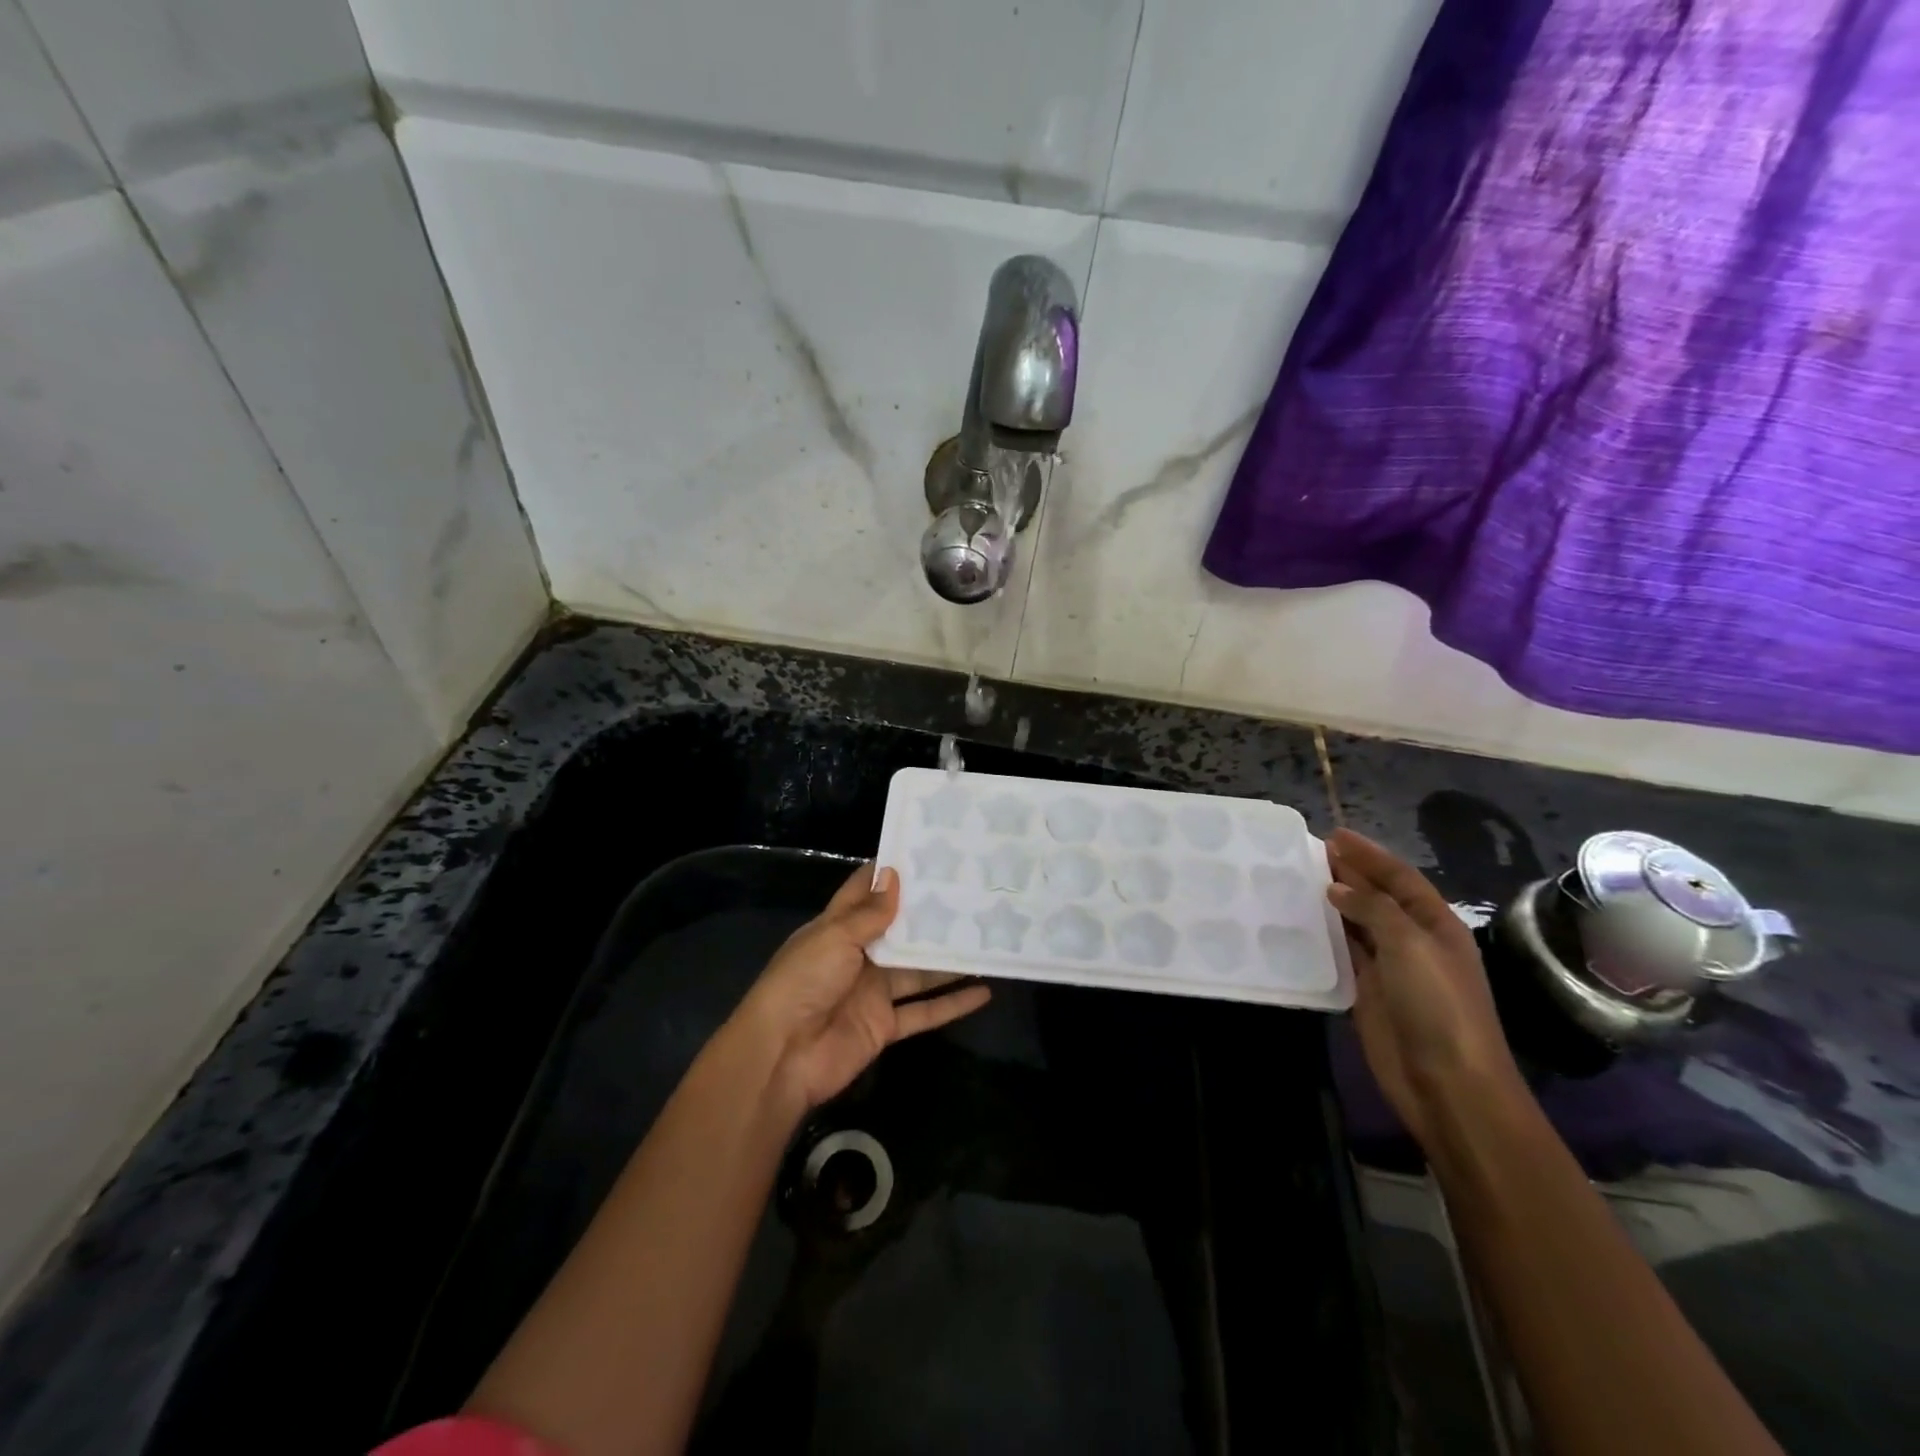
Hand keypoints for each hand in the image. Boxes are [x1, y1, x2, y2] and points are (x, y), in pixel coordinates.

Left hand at [732, 863, 990, 1114]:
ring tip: (985, 937)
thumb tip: (894, 874)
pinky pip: (925, 1011)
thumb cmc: (803, 983)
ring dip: (949, 959)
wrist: (782, 1056)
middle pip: (899, 931)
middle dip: (929, 915)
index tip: (925, 854)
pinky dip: (952, 1003)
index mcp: (837, 929)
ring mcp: (873, 992)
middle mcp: (857, 956)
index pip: (864, 892)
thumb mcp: (834, 938)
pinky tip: (984, 991)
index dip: (890, 873)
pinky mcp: (885, 1026)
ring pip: (919, 971)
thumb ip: (869, 913)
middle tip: (970, 892)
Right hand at [1325, 829, 1523, 1149]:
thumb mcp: (1410, 945)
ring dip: (1334, 901)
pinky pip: (1344, 953)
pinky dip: (1325, 935)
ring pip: (1358, 923)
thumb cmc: (1438, 1006)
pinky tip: (1302, 922)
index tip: (1334, 835)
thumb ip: (1373, 908)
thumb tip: (1337, 887)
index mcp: (1436, 925)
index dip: (1370, 855)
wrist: (1447, 1084)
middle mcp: (1415, 942)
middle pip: (1378, 897)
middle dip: (1350, 873)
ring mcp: (1392, 969)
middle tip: (1309, 852)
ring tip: (1299, 879)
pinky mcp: (1368, 992)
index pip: (1400, 878)